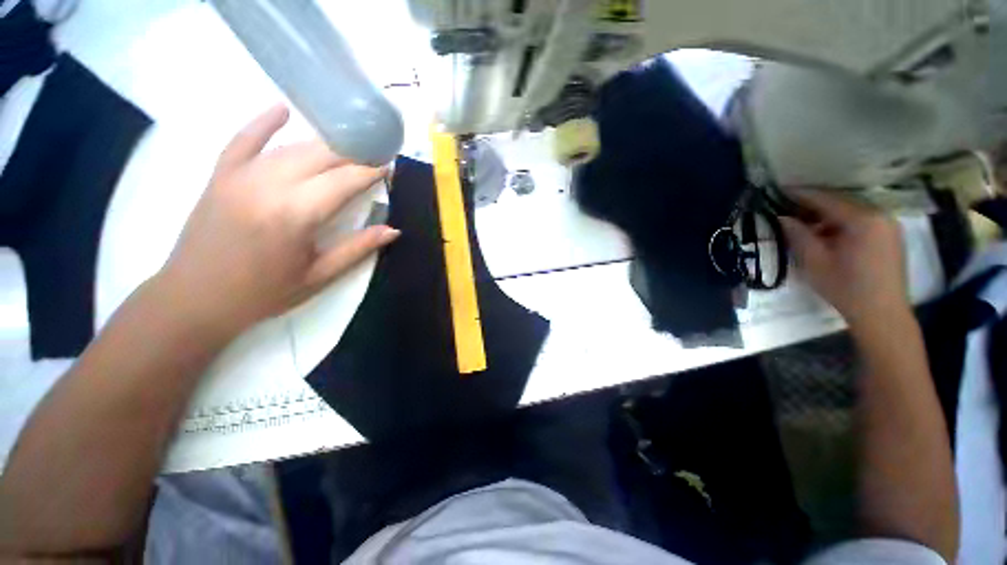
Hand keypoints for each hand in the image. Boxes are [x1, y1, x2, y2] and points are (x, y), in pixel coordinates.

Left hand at [156, 104, 399, 337]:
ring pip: (292, 147)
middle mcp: (270, 185)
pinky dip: (263, 123)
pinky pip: (243, 139)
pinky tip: (282, 110)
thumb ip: (358, 248)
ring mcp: (241, 175)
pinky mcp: (221, 175)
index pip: (345, 181)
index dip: (371, 171)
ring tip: (350, 146)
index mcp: (296, 214)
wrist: (195, 298)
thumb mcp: (319, 276)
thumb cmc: (263, 293)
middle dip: (354, 154)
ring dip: (325, 145)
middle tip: (375, 156)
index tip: (390, 165)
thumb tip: (393, 230)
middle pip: (322, 156)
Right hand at [780, 189, 907, 328]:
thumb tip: (781, 218)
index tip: (778, 190)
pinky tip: (827, 235)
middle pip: (840, 202)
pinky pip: (861, 220)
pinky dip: (841, 223)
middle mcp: (879, 214)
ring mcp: (888, 224)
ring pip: (850, 211)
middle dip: (812, 205)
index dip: (799, 194)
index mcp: (862, 219)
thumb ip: (797, 235)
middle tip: (787, 209)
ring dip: (826, 216)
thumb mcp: (814, 261)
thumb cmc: (845, 287)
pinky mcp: (890, 235)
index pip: (825, 199)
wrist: (882, 313)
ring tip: (804, 225)